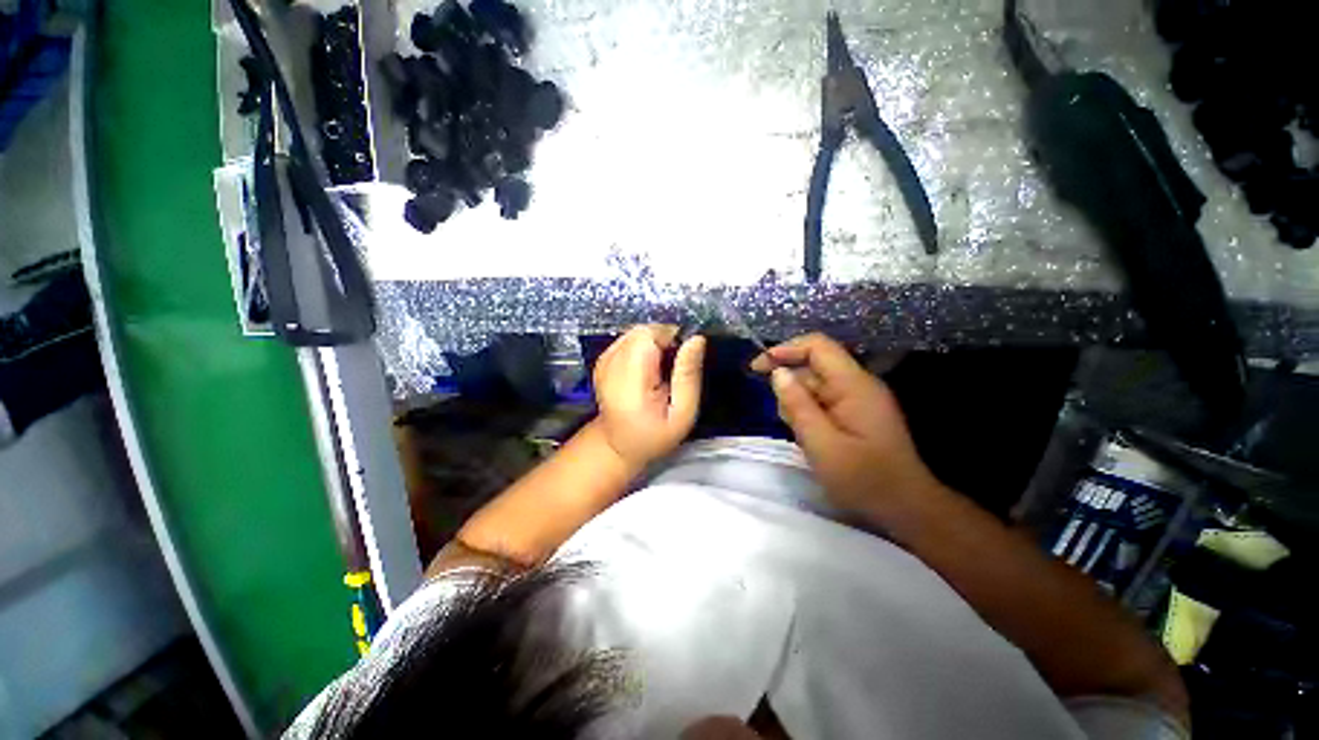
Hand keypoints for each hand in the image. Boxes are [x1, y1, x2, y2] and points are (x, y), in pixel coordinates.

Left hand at [593, 325, 706, 470]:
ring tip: (660, 372)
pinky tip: (648, 370)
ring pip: (637, 332)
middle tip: (672, 369)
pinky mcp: (604, 358)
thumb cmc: (654, 435)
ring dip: (655, 344)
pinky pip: (630, 339)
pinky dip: (643, 348)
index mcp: (629, 379)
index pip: (649, 335)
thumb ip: (688, 375)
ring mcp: (604, 359)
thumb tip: (696, 339)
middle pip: (643, 331)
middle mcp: (611, 363)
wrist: (618, 444)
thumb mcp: (683, 413)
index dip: (671, 340)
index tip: (680, 362)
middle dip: (664, 342)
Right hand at [751, 333, 937, 517]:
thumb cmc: (864, 479)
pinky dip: (809, 415)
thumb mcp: (821, 444)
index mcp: (853, 385)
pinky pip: (824, 402)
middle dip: (790, 386)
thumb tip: (777, 373)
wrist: (907, 508)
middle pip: (813, 366)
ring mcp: (858, 399)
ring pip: (815, 386)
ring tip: (803, 436)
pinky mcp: (857, 413)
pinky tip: (811, 439)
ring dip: (799, 404)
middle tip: (787, 421)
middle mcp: (857, 384)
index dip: (785, 350)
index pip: (817, 346)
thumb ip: (797, 405)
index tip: (758, 368)